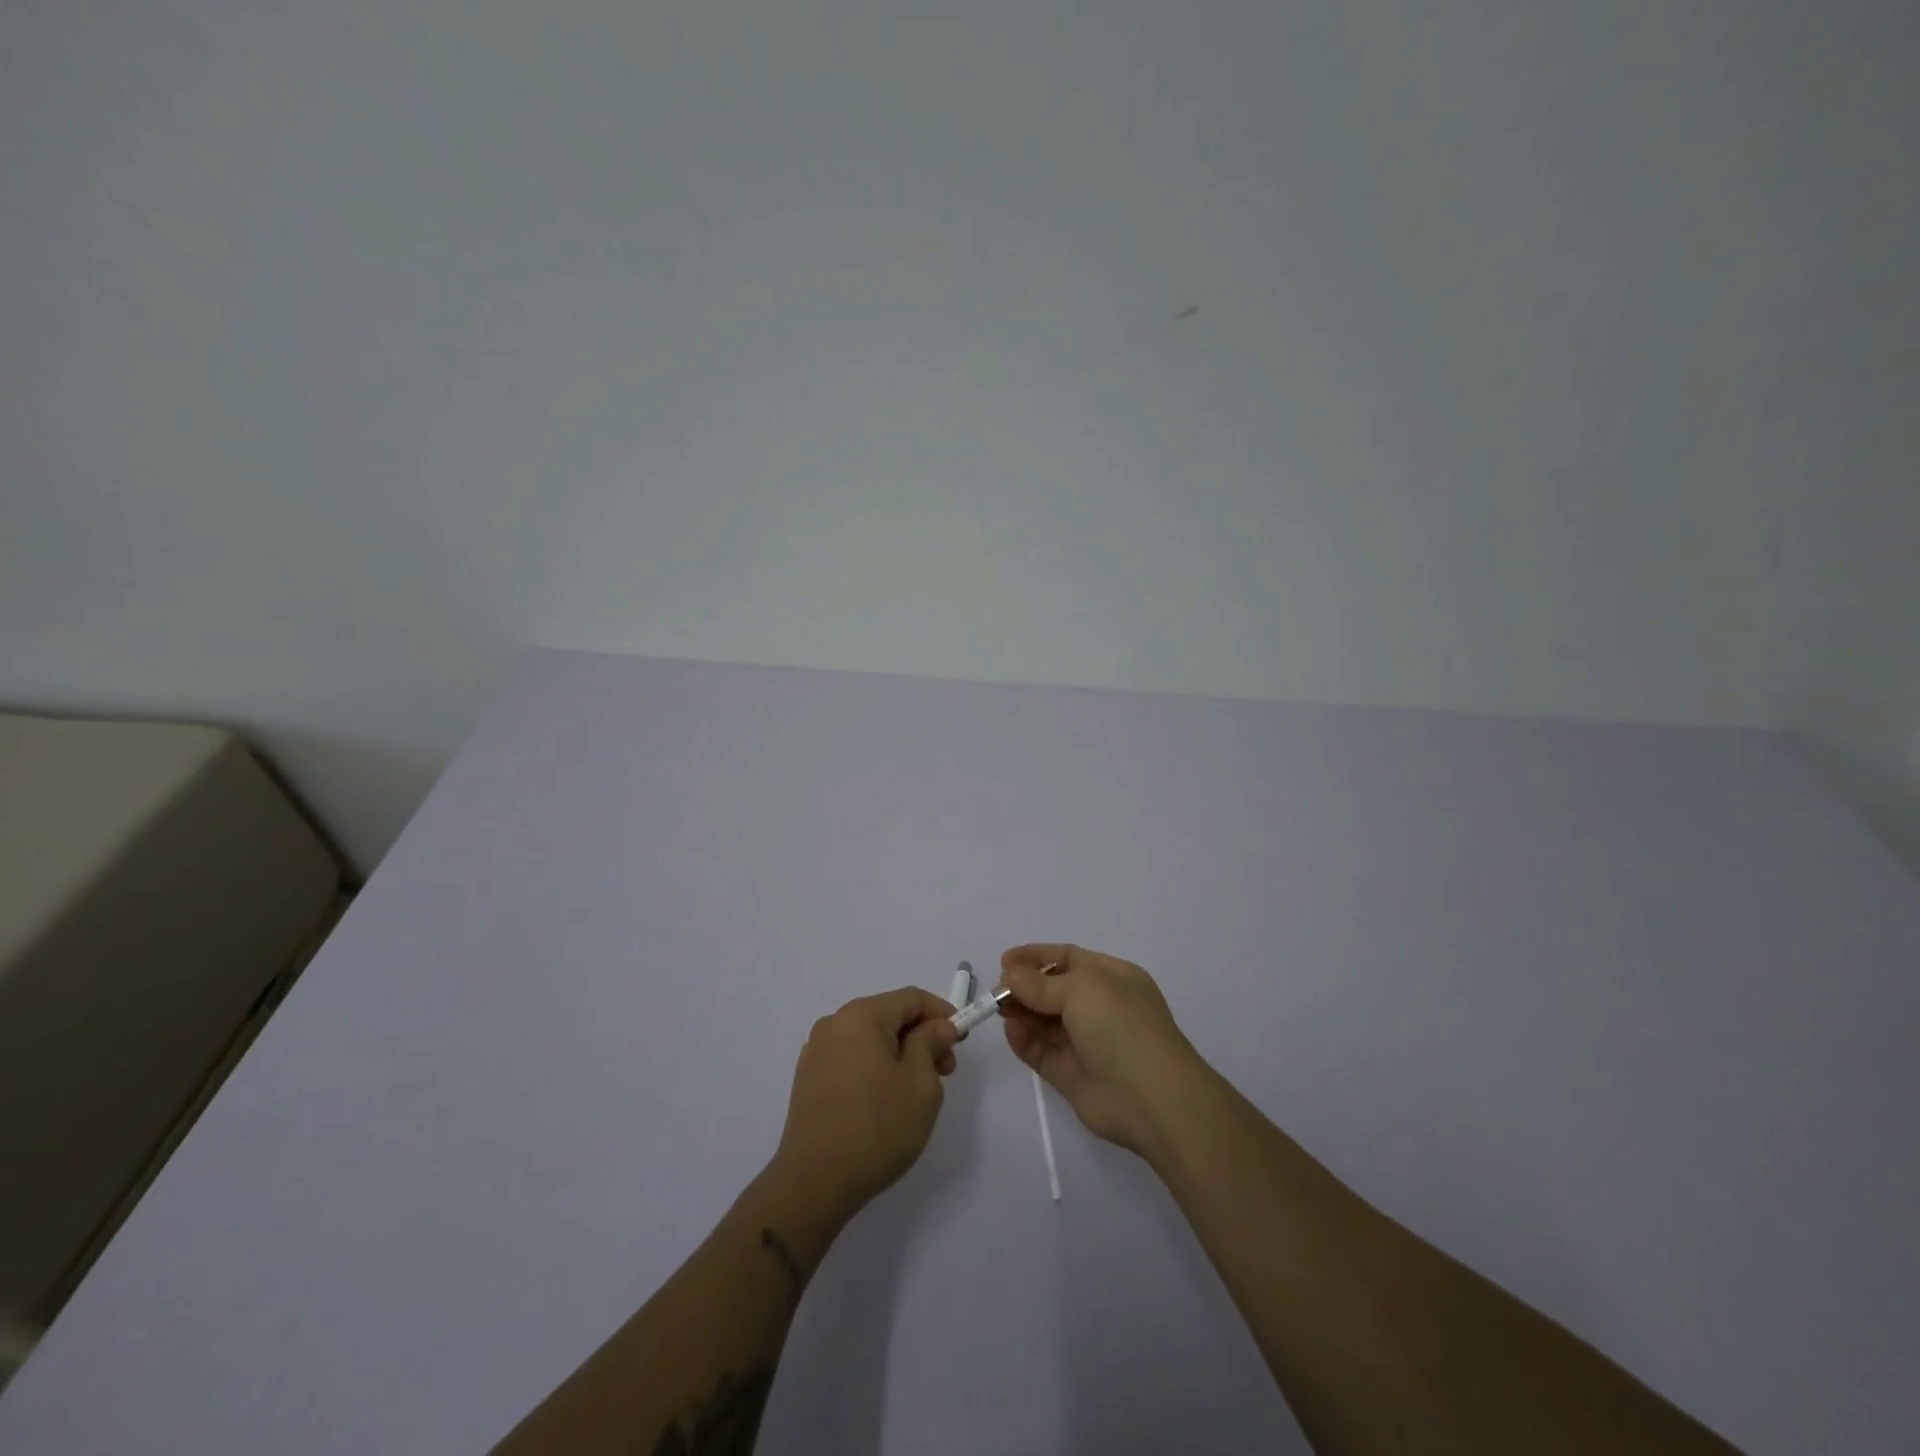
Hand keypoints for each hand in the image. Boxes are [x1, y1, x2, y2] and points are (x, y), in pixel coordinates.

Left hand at [770, 987, 960, 1225]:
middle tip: (944, 1071)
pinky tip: (885, 1100)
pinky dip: (875, 1067)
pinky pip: (851, 1058)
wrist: (814, 1183)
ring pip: (870, 1038)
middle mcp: (835, 1023)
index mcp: (862, 1015)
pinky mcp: (808, 1078)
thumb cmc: (877, 1127)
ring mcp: (817, 1051)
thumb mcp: (921, 1083)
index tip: (961, 1041)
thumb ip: (932, 1043)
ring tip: (916, 1091)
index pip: (911, 998)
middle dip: (921, 1037)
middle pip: (889, 1016)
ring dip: (899, 1054)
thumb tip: (937, 1026)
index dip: (942, 1013)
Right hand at [998, 944, 1206, 1159]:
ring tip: (998, 1007)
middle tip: (996, 989)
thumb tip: (1010, 974)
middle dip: (1024, 986)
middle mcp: (1100, 1007)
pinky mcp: (1072, 1075)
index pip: (1068, 958)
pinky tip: (1011, 1030)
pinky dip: (1024, 1040)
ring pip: (1045, 1021)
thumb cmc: (1121, 1027)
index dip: (1036, 956)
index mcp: (1112, 978)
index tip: (1004, 960)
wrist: (1151, 1098)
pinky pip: (1042, 1051)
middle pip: (1053, 990)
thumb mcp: (1081, 990)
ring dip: (1021, 1011)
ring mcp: (1086, 1042)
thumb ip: (1040, 983)